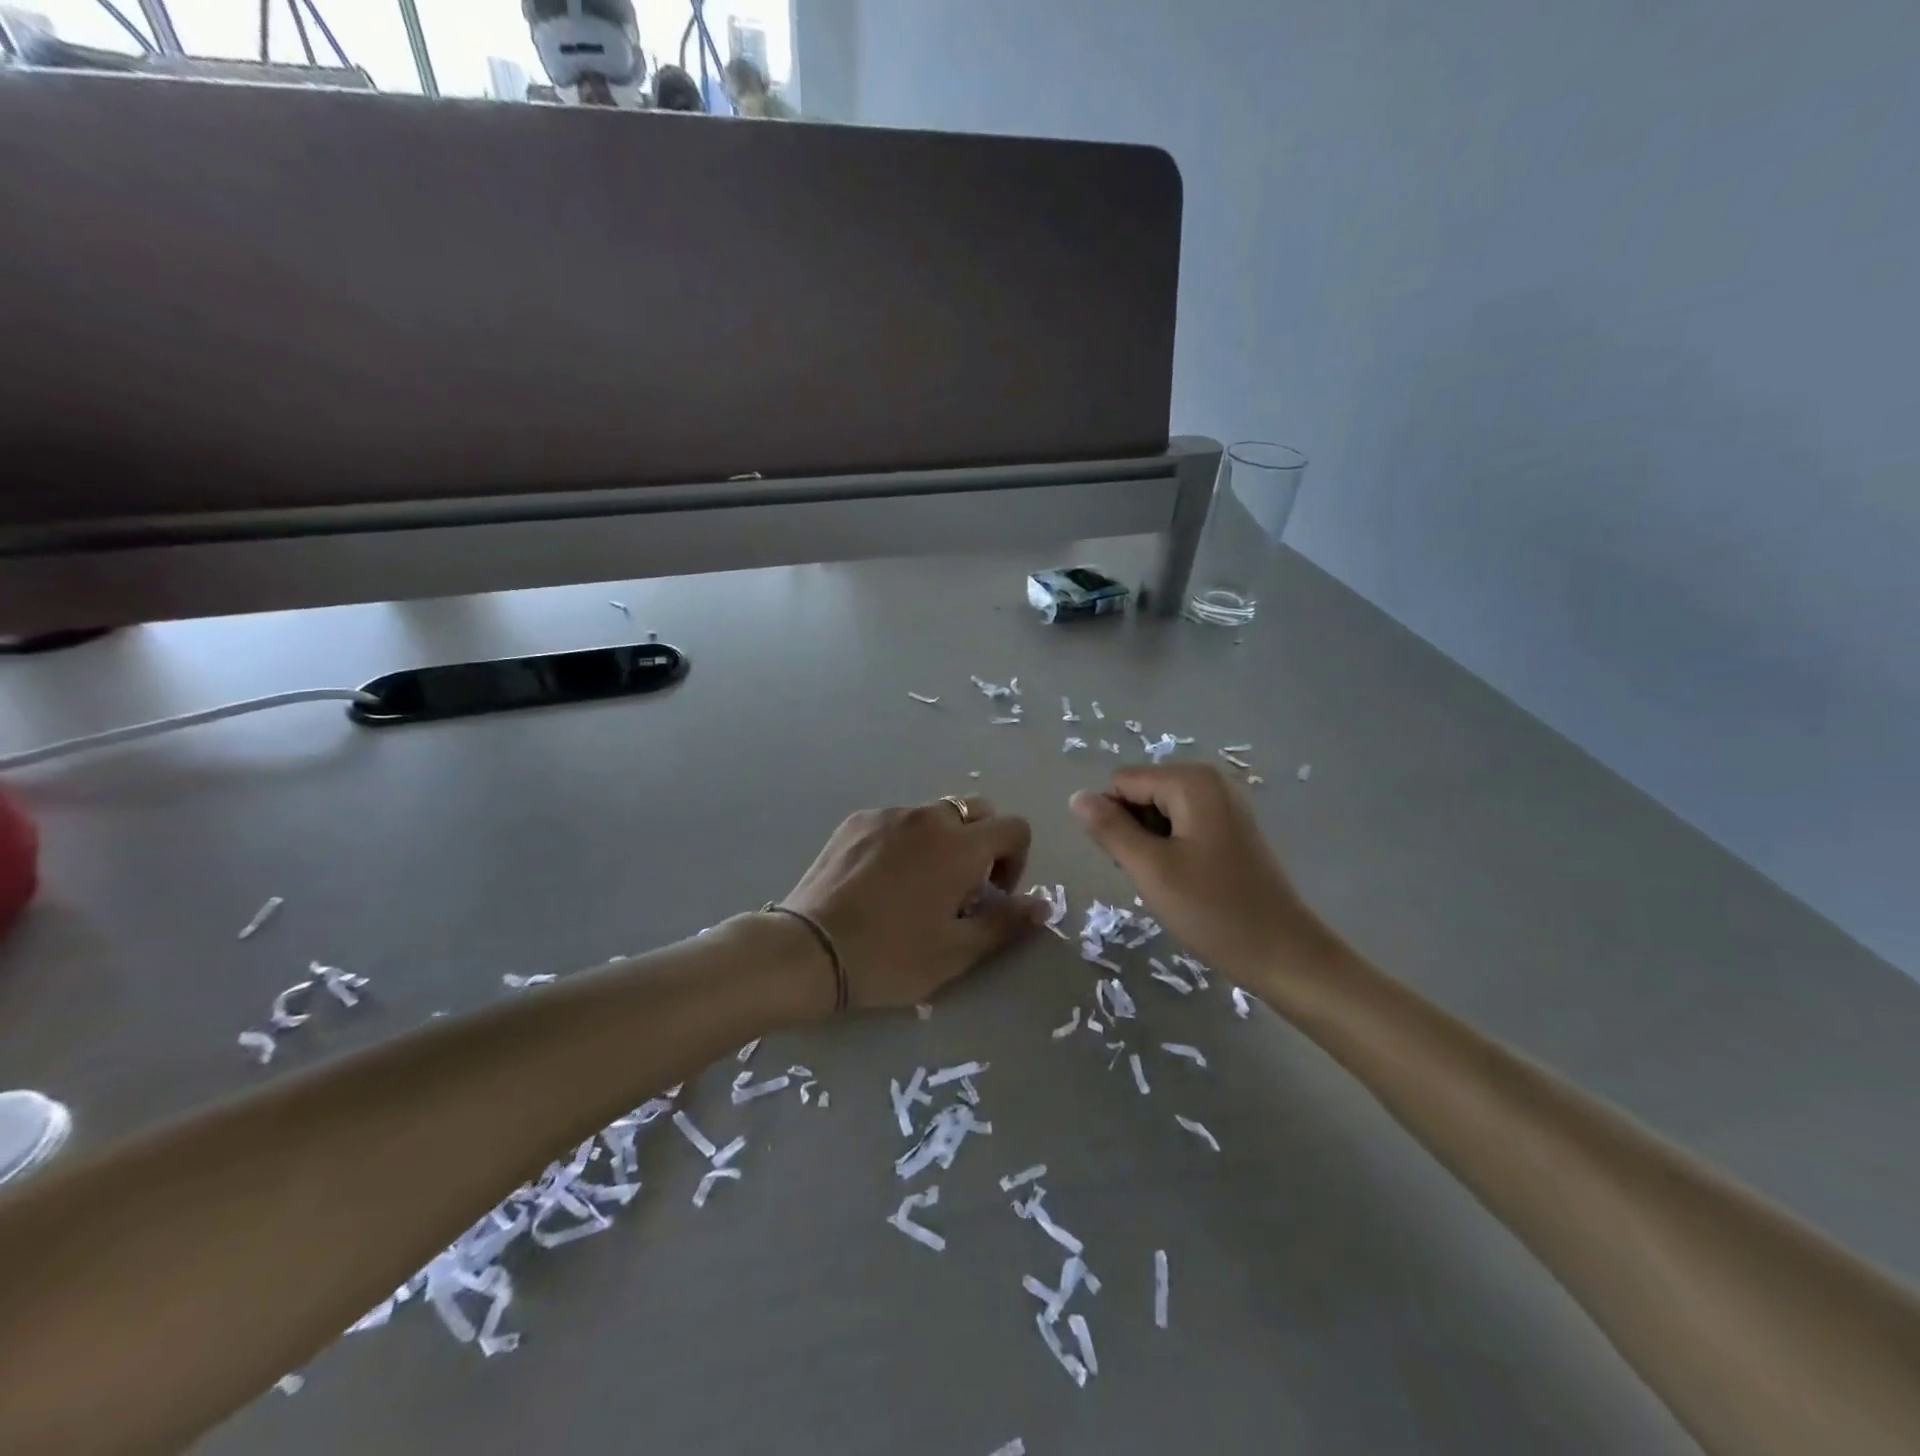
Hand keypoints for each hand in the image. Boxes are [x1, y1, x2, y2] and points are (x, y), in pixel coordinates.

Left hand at [781, 796, 1046, 1010]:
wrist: (810, 950)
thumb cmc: (891, 956)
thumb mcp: (957, 952)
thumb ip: (1006, 923)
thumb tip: (1043, 905)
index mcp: (960, 846)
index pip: (1014, 827)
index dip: (1016, 860)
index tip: (993, 895)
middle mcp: (928, 817)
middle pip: (976, 811)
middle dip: (982, 843)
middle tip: (963, 886)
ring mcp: (888, 815)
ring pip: (934, 815)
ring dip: (943, 841)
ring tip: (919, 884)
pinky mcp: (856, 821)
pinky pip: (897, 820)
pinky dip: (906, 840)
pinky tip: (882, 879)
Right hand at [1070, 765, 1336, 985]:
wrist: (1285, 954)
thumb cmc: (1214, 911)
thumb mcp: (1150, 869)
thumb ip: (1109, 829)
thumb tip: (1076, 797)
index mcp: (1191, 782)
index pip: (1121, 783)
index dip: (1114, 822)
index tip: (1134, 863)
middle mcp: (1211, 781)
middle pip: (1141, 793)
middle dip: (1134, 831)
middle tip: (1153, 875)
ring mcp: (1226, 804)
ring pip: (1159, 812)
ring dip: (1152, 844)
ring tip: (1170, 881)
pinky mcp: (1233, 828)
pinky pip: (1183, 825)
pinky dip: (1173, 850)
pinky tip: (1186, 881)